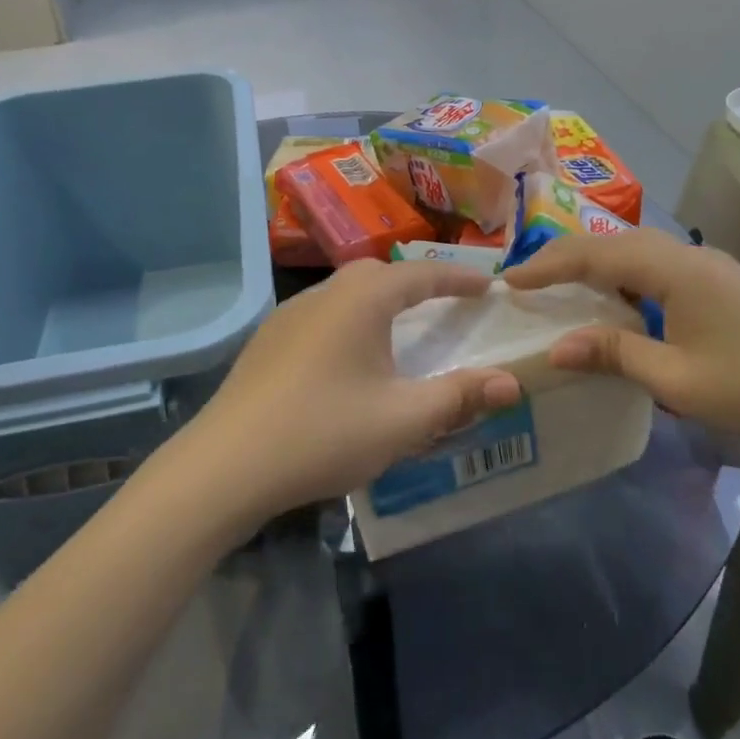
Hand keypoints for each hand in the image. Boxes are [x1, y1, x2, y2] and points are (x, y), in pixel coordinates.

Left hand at [184, 260, 523, 522]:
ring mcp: (289, 315)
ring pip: (346, 293)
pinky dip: (350, 322)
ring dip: (379, 302)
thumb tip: (512, 383)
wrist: (226, 464)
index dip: (458, 278)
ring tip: (400, 329)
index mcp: (362, 300)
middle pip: (379, 274)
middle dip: (416, 283)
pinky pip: (322, 316)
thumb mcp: (403, 419)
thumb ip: (460, 397)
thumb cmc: (324, 432)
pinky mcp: (267, 341)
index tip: (487, 285)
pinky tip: (348, 358)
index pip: (421, 275)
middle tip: (445, 303)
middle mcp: (325, 294)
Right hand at [500, 230, 739, 458]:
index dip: (548, 265)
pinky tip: (622, 300)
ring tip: (566, 286)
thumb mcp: (676, 380)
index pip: (595, 255)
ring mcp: (713, 265)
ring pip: (640, 250)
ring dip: (599, 263)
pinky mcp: (727, 281)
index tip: (509, 280)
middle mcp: (691, 255)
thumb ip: (613, 354)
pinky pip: (661, 264)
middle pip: (615, 242)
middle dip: (568, 257)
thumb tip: (555, 348)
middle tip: (530, 280)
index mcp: (675, 270)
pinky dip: (628, 274)